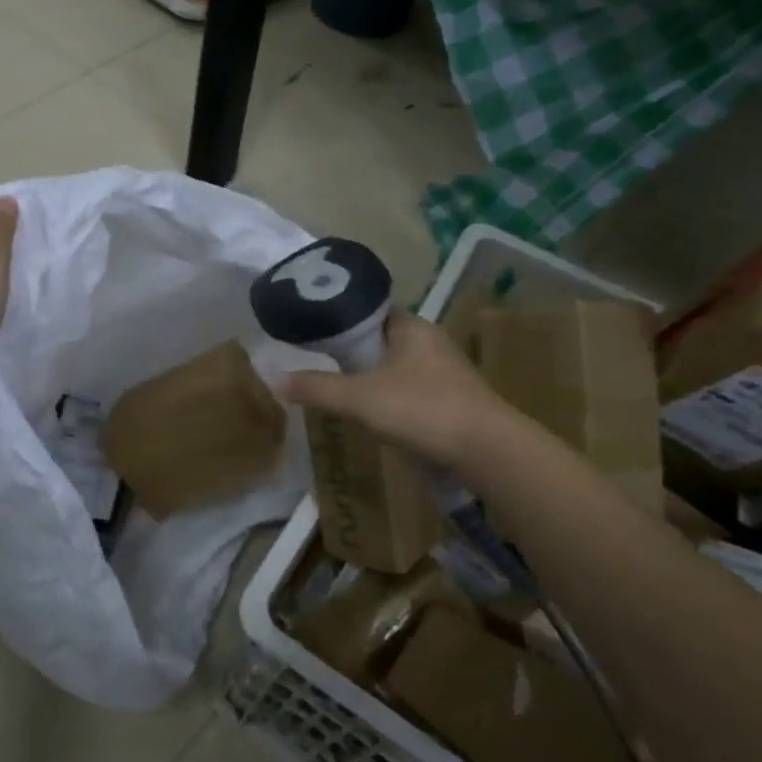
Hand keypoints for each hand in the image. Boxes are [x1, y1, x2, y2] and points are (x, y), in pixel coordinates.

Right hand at [278, 311, 502, 467]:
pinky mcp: (454, 400)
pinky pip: (413, 390)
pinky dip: (392, 397)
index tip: (315, 329)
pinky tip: (376, 414)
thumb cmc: (422, 409)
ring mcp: (446, 372)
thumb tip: (275, 380)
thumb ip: (317, 388)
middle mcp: (430, 342)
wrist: (487, 451)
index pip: (371, 309)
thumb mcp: (360, 398)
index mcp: (411, 327)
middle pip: (383, 338)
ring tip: (342, 388)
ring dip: (374, 375)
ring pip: (398, 366)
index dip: (342, 317)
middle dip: (355, 350)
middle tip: (321, 360)